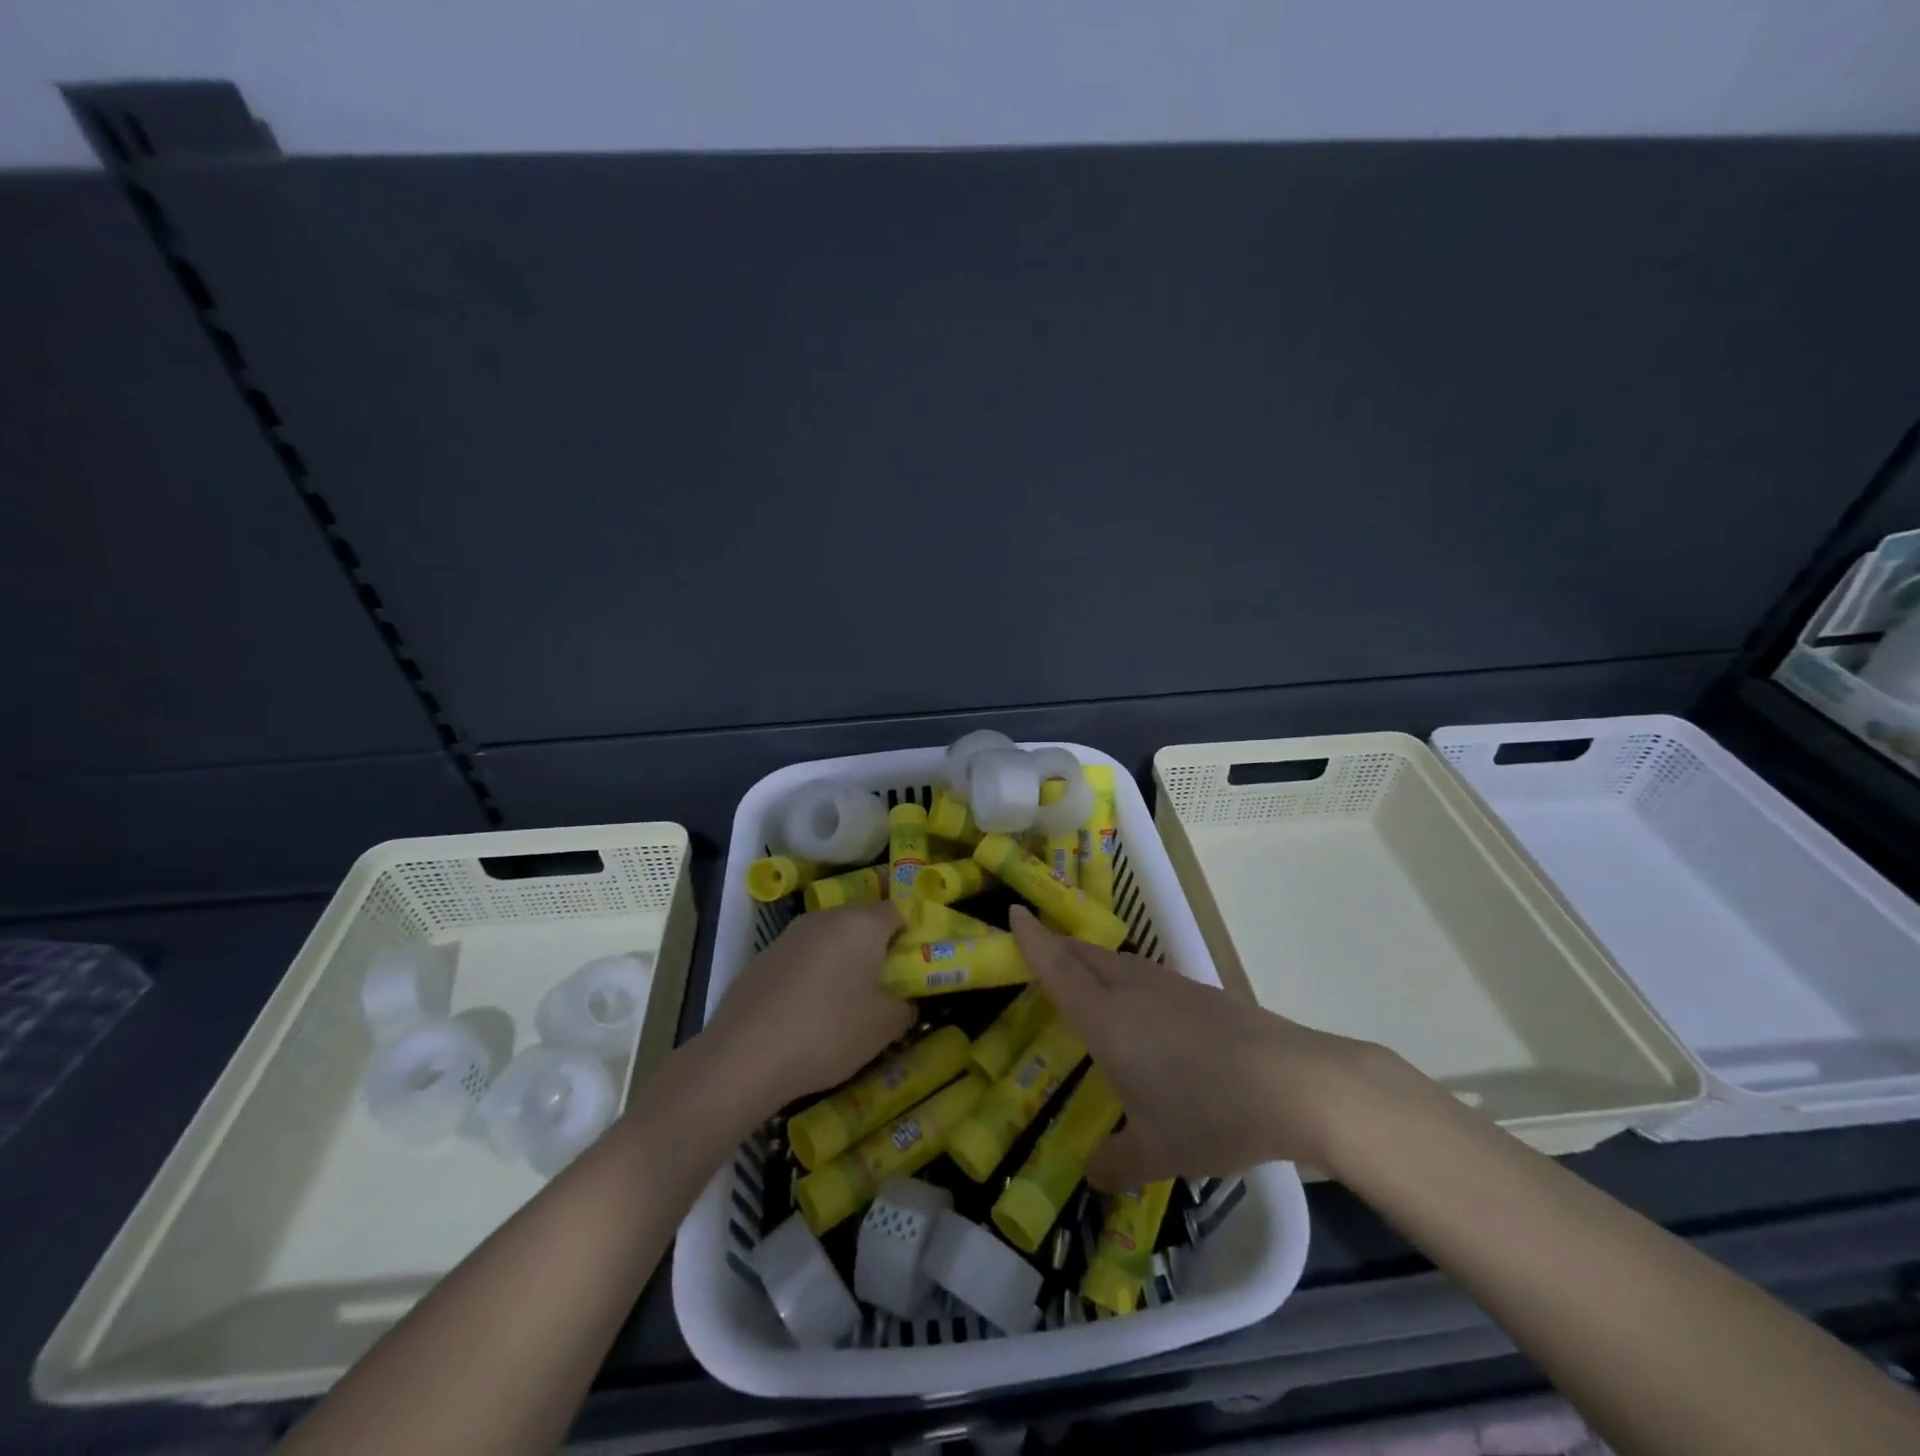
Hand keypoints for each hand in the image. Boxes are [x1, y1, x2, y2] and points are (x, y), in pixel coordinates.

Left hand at [701, 901, 914, 1116]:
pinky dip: (812, 974)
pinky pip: (802, 956)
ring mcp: (790, 934)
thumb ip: (905, 1006)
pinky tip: (807, 1011)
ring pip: (829, 937)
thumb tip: (905, 1001)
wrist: (744, 1055)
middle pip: (860, 920)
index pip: (897, 911)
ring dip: (842, 959)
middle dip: (875, 946)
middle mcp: (825, 917)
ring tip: (845, 1000)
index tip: (912, 966)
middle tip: (883, 983)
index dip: (909, 935)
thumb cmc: (828, 1031)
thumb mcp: (884, 1026)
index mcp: (861, 923)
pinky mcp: (763, 956)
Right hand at [1009, 907, 1403, 1188]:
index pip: (1058, 968)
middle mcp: (1133, 991)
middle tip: (1040, 953)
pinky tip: (1141, 1010)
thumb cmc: (1211, 1114)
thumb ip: (1117, 1162)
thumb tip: (1091, 1174)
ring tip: (1084, 980)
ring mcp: (1171, 987)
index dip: (1032, 939)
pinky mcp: (1202, 994)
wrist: (1295, 1084)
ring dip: (1093, 962)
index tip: (1013, 911)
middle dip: (1058, 947)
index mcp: (1108, 1019)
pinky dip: (1126, 979)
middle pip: (1085, 955)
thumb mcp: (1158, 1152)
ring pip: (1118, 961)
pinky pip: (1147, 975)